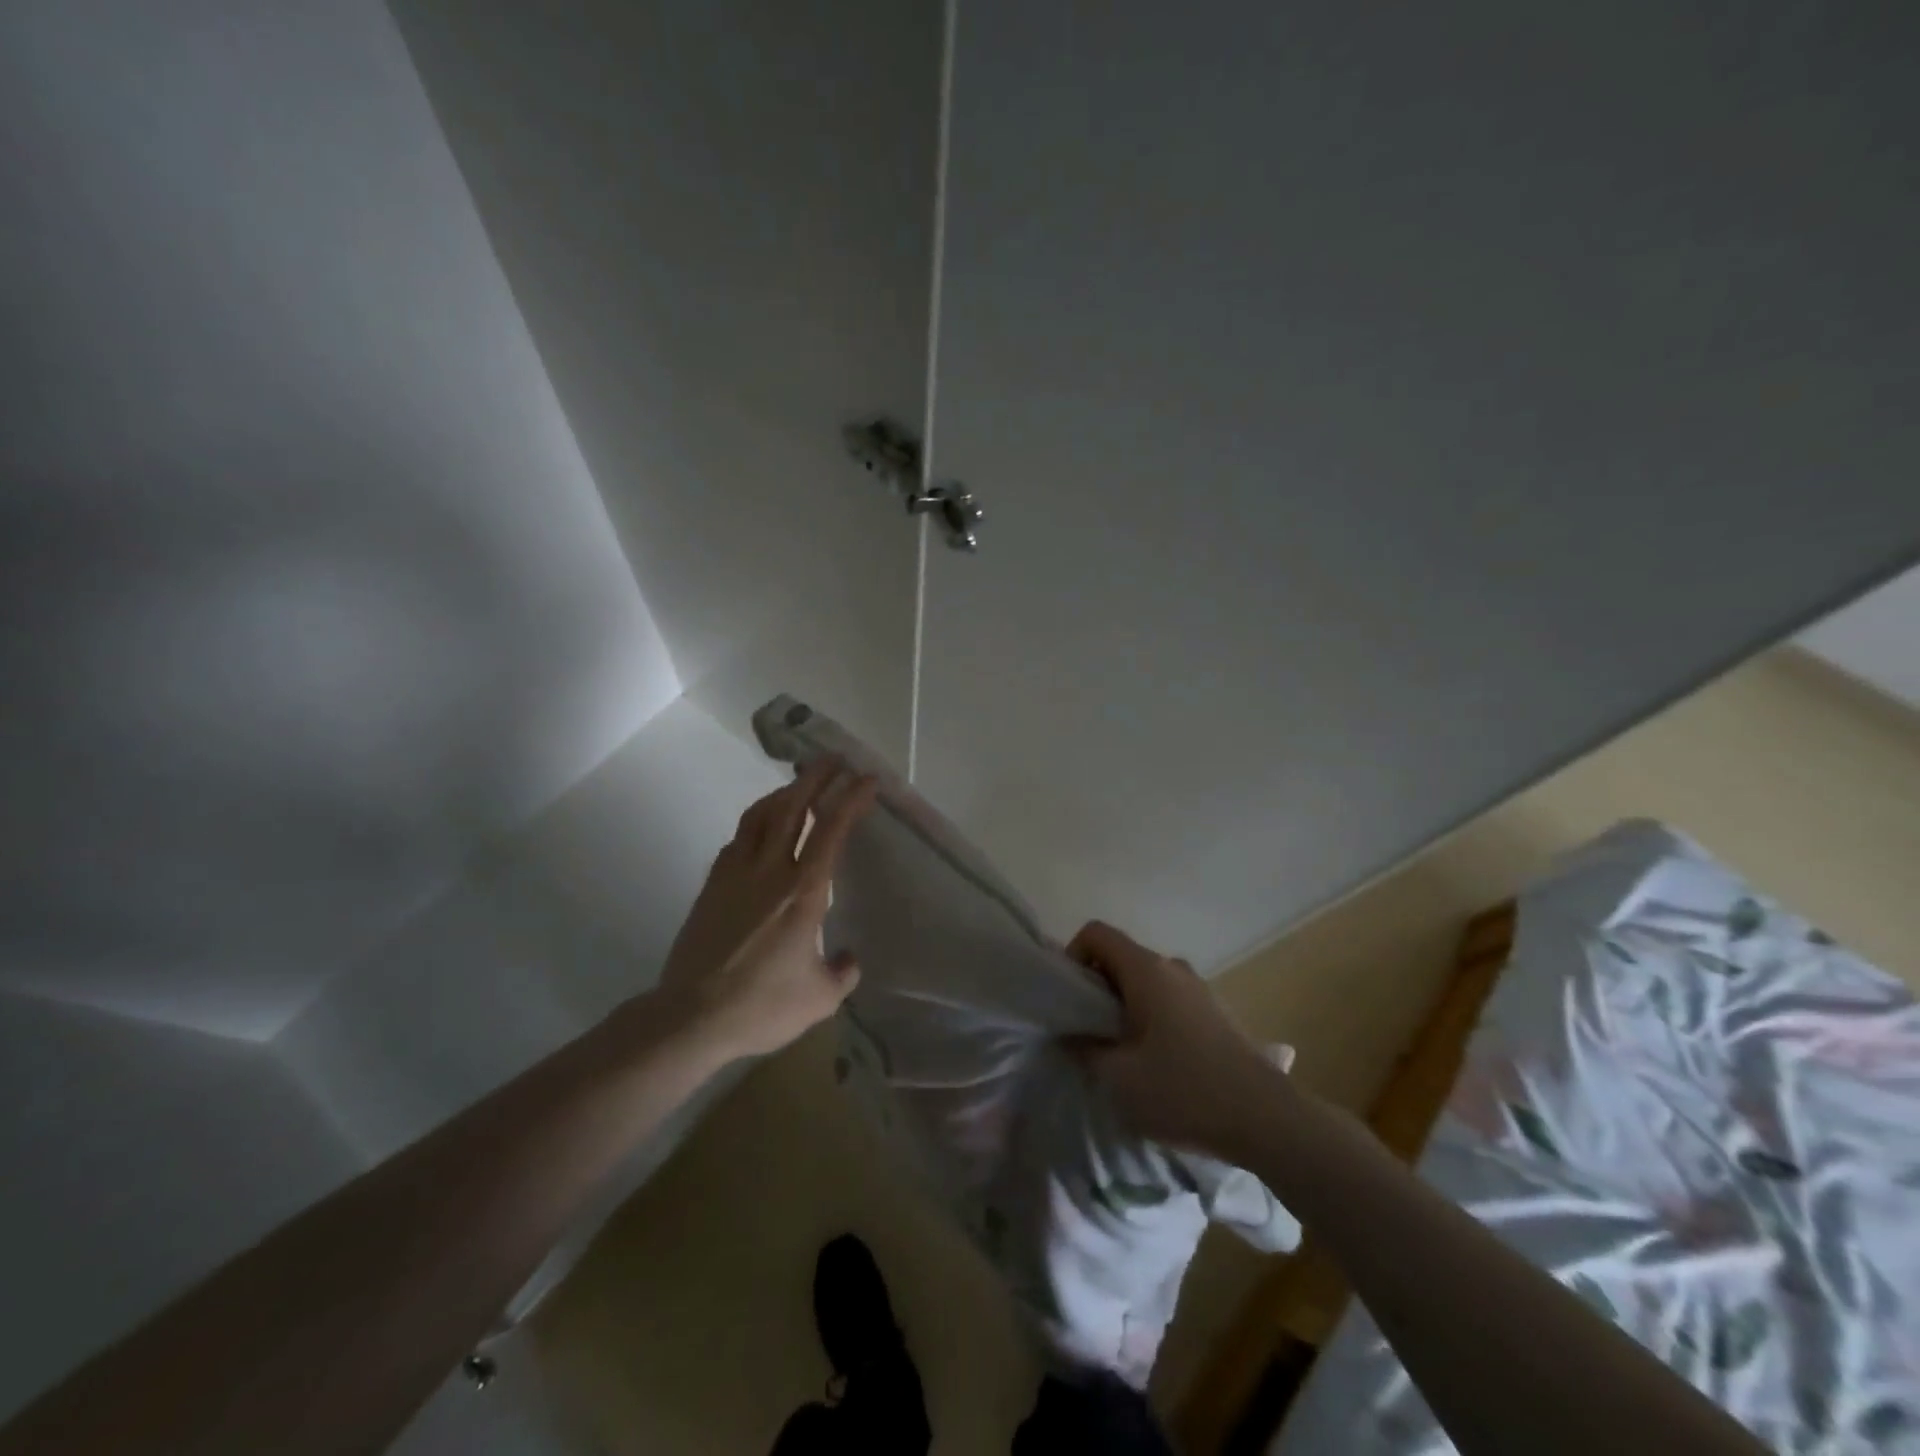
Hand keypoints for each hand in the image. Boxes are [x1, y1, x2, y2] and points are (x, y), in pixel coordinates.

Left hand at [656, 757, 875, 1061]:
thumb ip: (843, 973)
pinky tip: (760, 830)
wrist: (691, 1015)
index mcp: (803, 891)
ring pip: (759, 816)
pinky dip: (755, 824)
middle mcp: (770, 871)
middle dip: (816, 778)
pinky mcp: (712, 886)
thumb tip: (849, 959)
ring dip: (782, 793)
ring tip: (797, 785)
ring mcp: (735, 874)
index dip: (851, 799)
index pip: (831, 830)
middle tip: (833, 759)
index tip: (867, 779)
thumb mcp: (820, 999)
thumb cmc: (762, 1005)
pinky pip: (737, 840)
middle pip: (793, 808)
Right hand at [1067, 920, 1279, 1157]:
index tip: (1069, 999)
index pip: (1096, 933)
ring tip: (1120, 1052)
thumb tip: (1071, 1034)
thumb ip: (1084, 1049)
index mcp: (1146, 970)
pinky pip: (1168, 999)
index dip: (1072, 955)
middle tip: (1087, 1031)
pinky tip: (1156, 1062)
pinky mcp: (1215, 1012)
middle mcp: (1172, 967)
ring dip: (1123, 1005)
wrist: (1267, 1119)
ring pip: (1145, 980)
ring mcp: (1198, 988)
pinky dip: (1150, 1017)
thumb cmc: (1185, 1091)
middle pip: (1120, 957)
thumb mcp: (1119, 1078)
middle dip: (1096, 987)